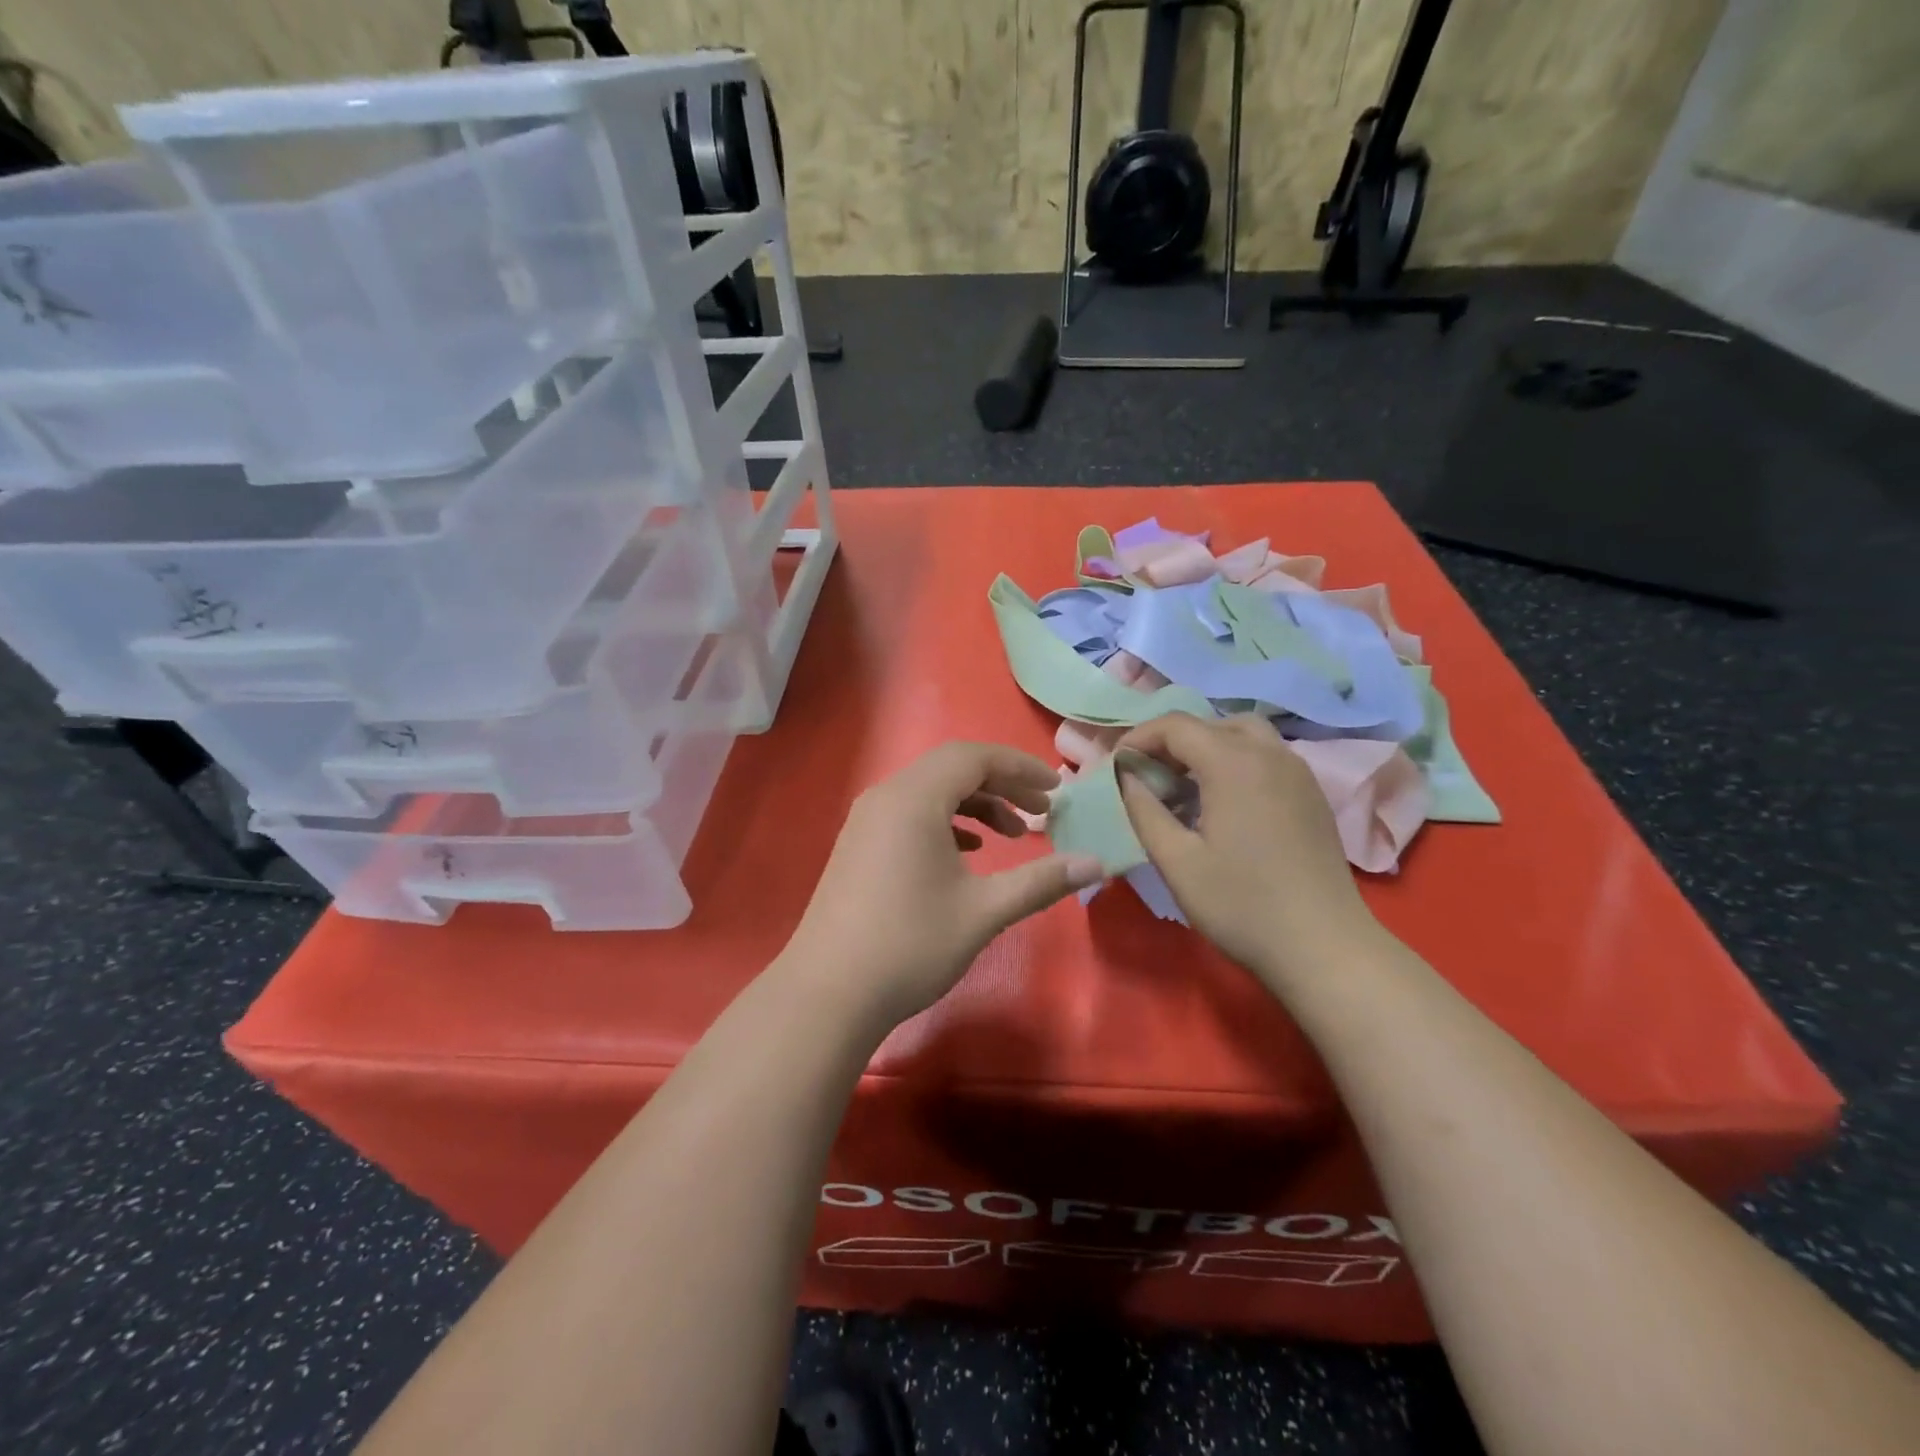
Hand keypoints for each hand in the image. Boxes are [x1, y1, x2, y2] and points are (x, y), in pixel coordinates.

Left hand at [781, 742, 1103, 1028]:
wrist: (829, 993)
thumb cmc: (910, 944)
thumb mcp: (984, 911)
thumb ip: (1041, 881)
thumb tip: (1097, 863)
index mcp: (914, 798)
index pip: (974, 757)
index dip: (1021, 768)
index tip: (1057, 789)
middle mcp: (886, 796)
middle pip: (952, 769)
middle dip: (1002, 785)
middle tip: (1042, 812)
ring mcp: (866, 821)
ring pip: (930, 792)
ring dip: (975, 805)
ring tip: (1011, 837)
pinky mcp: (858, 845)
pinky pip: (910, 814)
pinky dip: (945, 823)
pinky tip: (966, 854)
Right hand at [1118, 713, 1377, 987]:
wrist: (1324, 948)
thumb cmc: (1241, 905)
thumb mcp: (1176, 861)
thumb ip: (1144, 810)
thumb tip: (1128, 775)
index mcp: (1233, 763)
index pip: (1175, 725)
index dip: (1139, 738)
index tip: (1117, 766)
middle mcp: (1269, 754)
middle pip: (1211, 723)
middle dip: (1172, 741)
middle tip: (1148, 776)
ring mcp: (1298, 771)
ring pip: (1244, 734)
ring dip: (1207, 746)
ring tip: (1184, 785)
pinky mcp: (1312, 794)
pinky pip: (1267, 756)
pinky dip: (1235, 760)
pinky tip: (1223, 802)